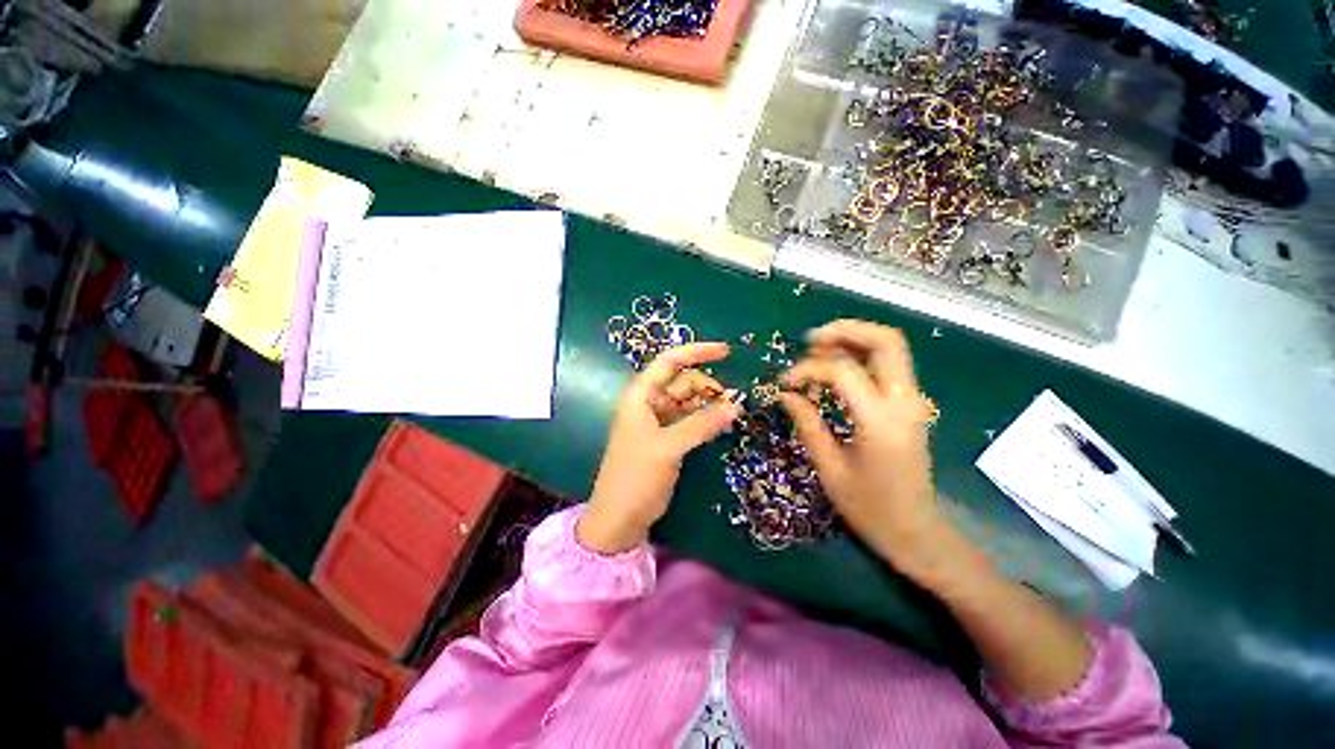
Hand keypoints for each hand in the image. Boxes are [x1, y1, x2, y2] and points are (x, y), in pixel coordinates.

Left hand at [578, 342, 742, 554]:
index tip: (727, 352)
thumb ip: (701, 424)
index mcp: (641, 395)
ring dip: (711, 404)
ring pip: (690, 401)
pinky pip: (691, 420)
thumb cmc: (635, 477)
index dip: (697, 352)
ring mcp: (659, 421)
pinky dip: (706, 420)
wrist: (619, 518)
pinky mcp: (668, 438)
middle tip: (734, 403)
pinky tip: (722, 425)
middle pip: (684, 382)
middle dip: (709, 387)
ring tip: (732, 415)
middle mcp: (650, 402)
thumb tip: (735, 406)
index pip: (670, 362)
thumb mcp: (668, 447)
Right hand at [778, 320, 957, 584]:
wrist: (917, 532)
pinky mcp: (911, 405)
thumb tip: (785, 394)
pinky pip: (889, 364)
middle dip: (845, 331)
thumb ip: (807, 424)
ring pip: (891, 347)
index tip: (786, 382)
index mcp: (880, 421)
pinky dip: (862, 355)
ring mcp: (913, 401)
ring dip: (854, 339)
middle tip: (811, 340)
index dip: (808, 369)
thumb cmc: (870, 509)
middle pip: (885, 341)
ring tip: (818, 348)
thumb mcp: (830, 468)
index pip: (842, 372)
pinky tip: (836, 367)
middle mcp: (904, 402)